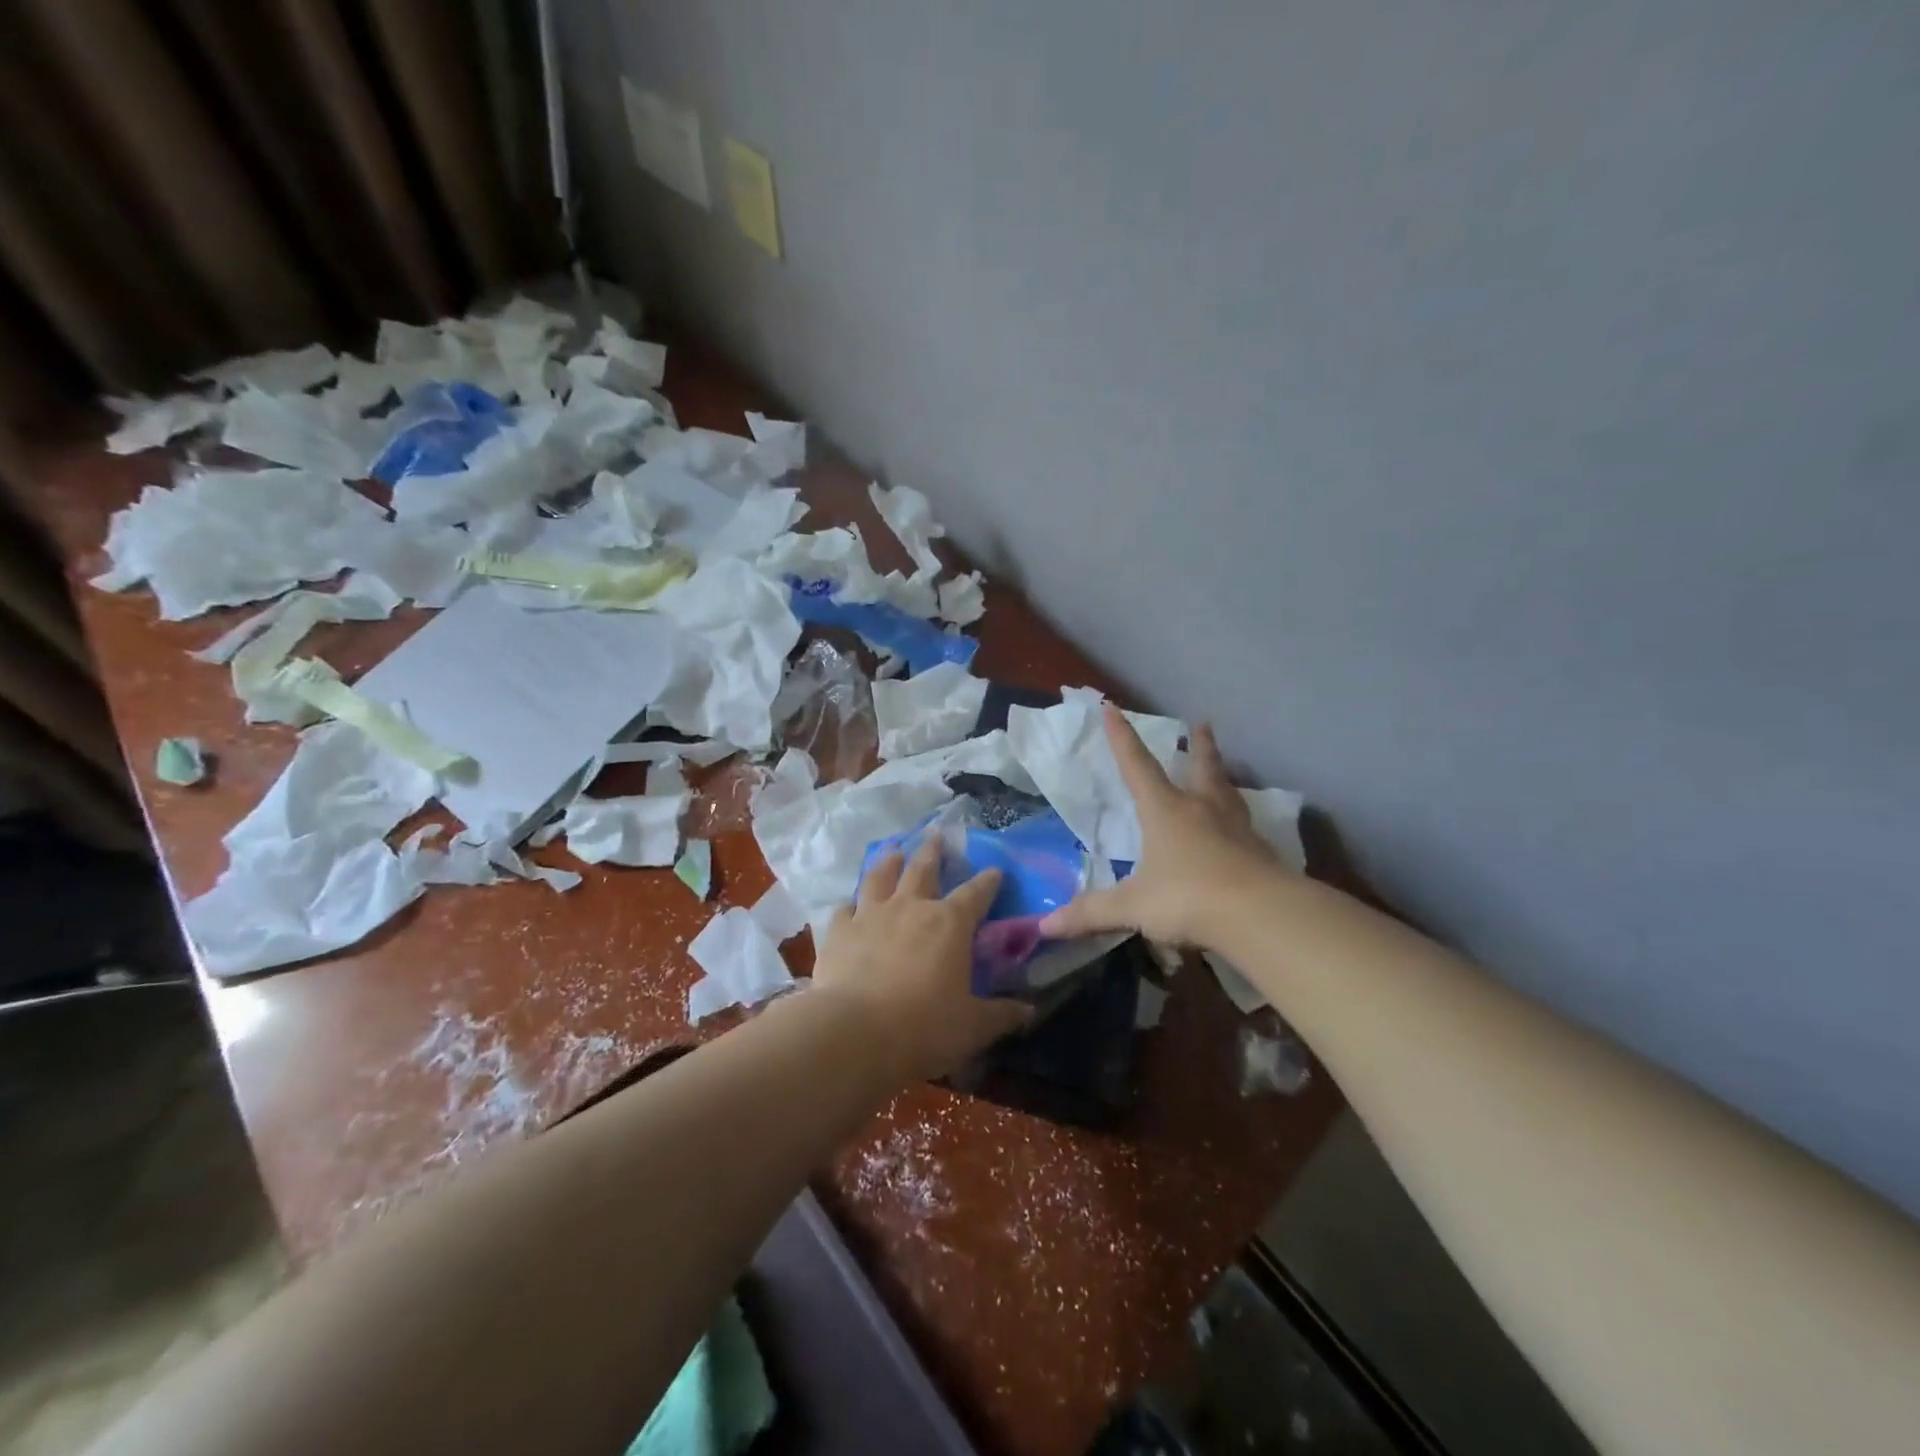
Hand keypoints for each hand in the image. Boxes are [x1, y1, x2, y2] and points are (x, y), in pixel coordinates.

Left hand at [812, 838, 1030, 1081]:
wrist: (855, 1031)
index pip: (976, 893)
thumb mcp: (973, 1026)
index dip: (988, 881)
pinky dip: (849, 904)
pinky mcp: (839, 931)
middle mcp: (911, 908)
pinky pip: (844, 908)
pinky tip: (849, 904)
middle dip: (932, 851)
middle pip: (923, 869)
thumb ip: (1002, 1015)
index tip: (996, 870)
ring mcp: (871, 915)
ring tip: (892, 850)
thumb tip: (1029, 1012)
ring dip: (888, 862)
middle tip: (935, 835)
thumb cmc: (924, 1027)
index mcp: (950, 923)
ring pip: (880, 877)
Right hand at [1041, 705, 1283, 949]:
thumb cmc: (1188, 898)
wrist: (1261, 915)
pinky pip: (1245, 826)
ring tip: (1221, 771)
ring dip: (1221, 776)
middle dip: (1198, 745)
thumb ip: (1092, 913)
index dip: (1121, 737)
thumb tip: (1045, 927)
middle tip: (1203, 723)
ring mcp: (1236, 828)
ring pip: (1228, 792)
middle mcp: (1202, 809)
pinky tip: (1240, 830)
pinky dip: (1239, 819)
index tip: (1111, 707)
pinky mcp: (1261, 852)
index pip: (1137, 765)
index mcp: (1166, 810)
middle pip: (1201, 767)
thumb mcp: (1134, 907)